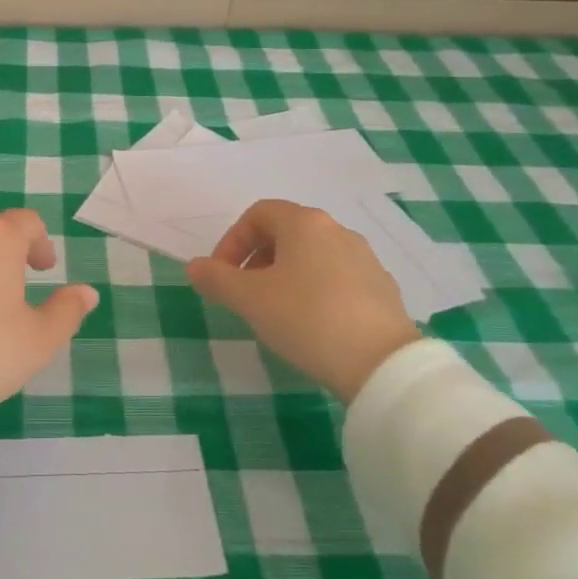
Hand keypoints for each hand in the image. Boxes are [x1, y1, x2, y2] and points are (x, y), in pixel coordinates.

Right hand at [187, 199, 420, 400]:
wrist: (382, 364)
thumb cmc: (306, 318)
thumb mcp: (249, 300)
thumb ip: (216, 279)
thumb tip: (194, 266)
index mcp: (304, 223)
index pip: (258, 214)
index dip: (232, 241)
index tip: (222, 276)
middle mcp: (337, 230)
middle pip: (286, 232)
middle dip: (256, 258)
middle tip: (244, 293)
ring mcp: (365, 258)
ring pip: (312, 256)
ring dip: (285, 275)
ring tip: (276, 311)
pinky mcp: (382, 288)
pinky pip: (337, 278)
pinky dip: (315, 290)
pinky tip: (312, 325)